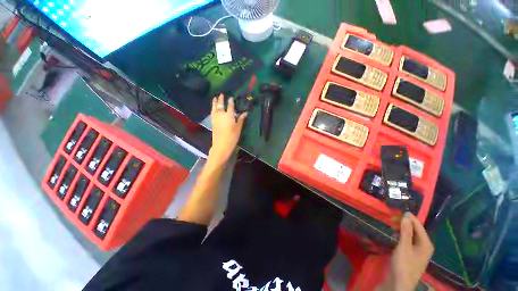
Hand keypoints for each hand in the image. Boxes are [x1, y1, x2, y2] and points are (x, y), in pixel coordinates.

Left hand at [209, 94, 246, 164]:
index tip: (231, 97)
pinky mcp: (213, 123)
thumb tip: (245, 112)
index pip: (230, 106)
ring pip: (214, 108)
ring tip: (215, 98)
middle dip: (221, 99)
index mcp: (229, 115)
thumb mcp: (238, 128)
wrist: (221, 145)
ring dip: (215, 103)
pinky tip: (213, 108)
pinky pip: (212, 113)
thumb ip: (241, 119)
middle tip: (221, 94)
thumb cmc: (232, 137)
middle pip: (221, 105)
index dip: (231, 101)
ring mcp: (216, 118)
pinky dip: (212, 109)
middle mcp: (221, 115)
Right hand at [379, 212, 433, 290]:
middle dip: (405, 223)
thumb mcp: (404, 247)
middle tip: (391, 218)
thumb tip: (406, 215)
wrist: (400, 283)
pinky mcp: (411, 254)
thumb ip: (406, 231)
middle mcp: (424, 245)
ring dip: (402, 228)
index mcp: (426, 243)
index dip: (409, 217)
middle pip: (416, 230)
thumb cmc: (404, 264)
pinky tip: (394, 234)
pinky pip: (408, 240)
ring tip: (391, 224)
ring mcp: (418, 250)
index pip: (419, 225)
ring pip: (411, 235)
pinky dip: (402, 235)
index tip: (397, 210)